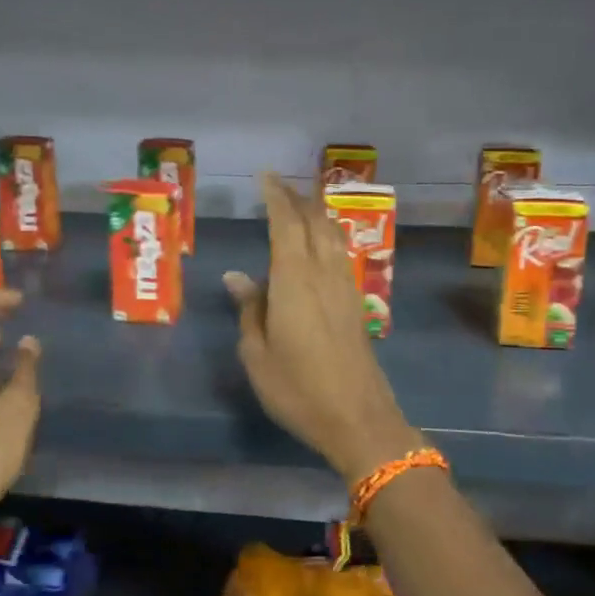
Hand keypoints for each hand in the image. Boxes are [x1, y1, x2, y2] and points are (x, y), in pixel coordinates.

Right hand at [225, 174, 423, 482]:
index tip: (265, 177)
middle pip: (314, 222)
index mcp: (294, 279)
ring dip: (316, 214)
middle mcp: (323, 273)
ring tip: (299, 207)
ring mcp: (345, 287)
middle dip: (297, 199)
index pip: (286, 223)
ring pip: (332, 235)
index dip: (276, 196)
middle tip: (278, 187)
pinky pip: (341, 254)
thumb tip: (236, 276)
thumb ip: (249, 309)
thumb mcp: (257, 354)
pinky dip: (327, 236)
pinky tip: (320, 245)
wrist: (358, 418)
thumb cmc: (298, 389)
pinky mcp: (356, 303)